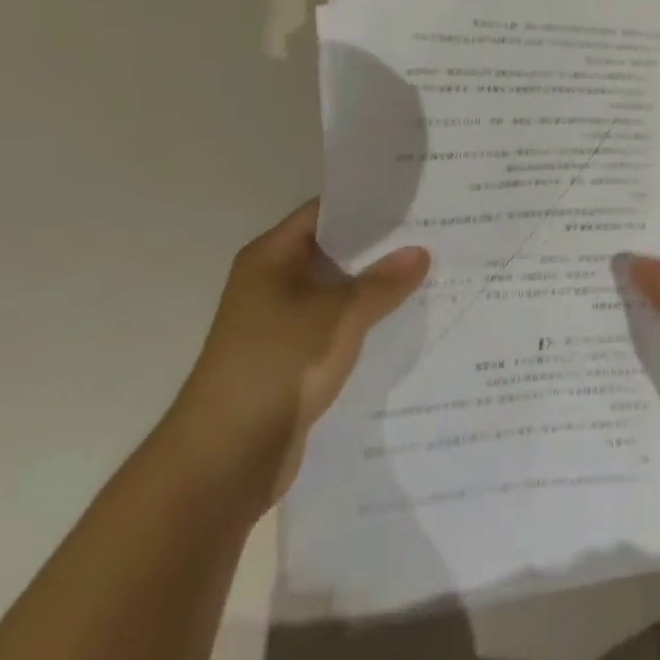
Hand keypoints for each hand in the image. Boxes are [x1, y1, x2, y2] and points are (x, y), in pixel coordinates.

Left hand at [164, 200, 428, 508]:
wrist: (223, 462)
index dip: (368, 203)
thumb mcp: (340, 315)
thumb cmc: (278, 366)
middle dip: (382, 246)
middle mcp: (273, 282)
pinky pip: (338, 329)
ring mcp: (281, 324)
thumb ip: (383, 282)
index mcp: (272, 256)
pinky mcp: (293, 361)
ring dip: (377, 288)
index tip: (415, 197)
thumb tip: (421, 251)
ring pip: (339, 293)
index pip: (326, 211)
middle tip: (435, 232)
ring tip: (433, 272)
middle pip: (336, 251)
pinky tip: (408, 321)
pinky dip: (366, 324)